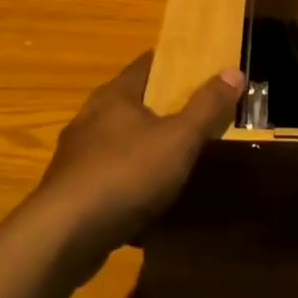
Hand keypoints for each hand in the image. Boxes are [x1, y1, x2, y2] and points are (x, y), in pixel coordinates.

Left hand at [34, 53, 244, 260]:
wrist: (65, 235)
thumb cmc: (126, 174)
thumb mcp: (179, 139)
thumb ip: (206, 106)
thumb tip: (233, 71)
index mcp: (114, 96)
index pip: (146, 64)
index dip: (173, 62)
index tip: (199, 66)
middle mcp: (90, 118)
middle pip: (132, 102)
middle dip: (161, 107)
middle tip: (196, 114)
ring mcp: (77, 156)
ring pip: (119, 141)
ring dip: (144, 147)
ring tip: (175, 158)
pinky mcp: (72, 191)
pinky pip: (109, 176)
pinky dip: (130, 181)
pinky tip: (147, 201)